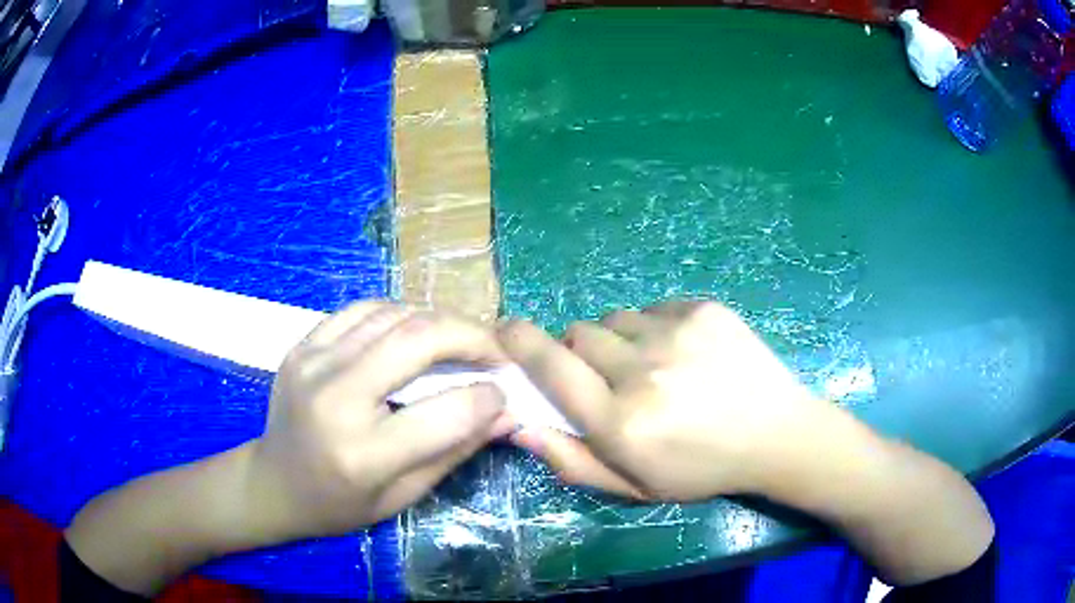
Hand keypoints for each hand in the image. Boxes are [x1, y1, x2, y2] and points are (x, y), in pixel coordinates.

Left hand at [248, 302, 513, 538]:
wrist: (274, 482)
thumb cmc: (338, 504)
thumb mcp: (401, 496)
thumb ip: (454, 451)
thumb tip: (504, 413)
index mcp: (362, 454)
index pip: (444, 413)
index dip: (487, 399)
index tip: (504, 395)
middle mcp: (334, 398)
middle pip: (417, 340)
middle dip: (471, 336)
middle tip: (497, 350)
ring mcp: (313, 362)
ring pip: (392, 315)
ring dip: (439, 320)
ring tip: (462, 338)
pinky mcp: (303, 345)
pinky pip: (362, 310)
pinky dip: (400, 313)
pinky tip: (416, 329)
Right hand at [498, 300, 842, 500]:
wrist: (775, 434)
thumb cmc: (701, 470)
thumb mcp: (634, 486)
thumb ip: (572, 461)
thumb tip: (519, 427)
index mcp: (621, 423)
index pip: (551, 368)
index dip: (519, 343)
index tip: (504, 330)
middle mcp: (643, 372)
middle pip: (579, 334)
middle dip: (579, 352)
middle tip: (608, 377)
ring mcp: (676, 334)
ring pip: (615, 319)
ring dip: (618, 340)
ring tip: (651, 366)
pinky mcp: (703, 310)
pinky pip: (653, 308)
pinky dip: (654, 328)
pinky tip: (683, 353)